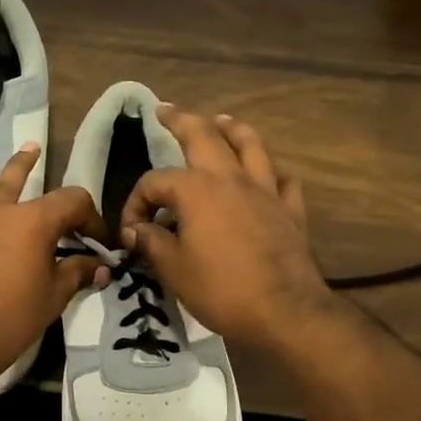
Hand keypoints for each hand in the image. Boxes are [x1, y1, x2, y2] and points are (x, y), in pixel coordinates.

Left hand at [0, 139, 107, 389]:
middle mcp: (1, 209)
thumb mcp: (53, 298)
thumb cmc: (11, 319)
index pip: (73, 202)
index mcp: (35, 221)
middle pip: (34, 187)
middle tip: (71, 207)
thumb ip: (77, 274)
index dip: (92, 219)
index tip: (98, 243)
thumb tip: (100, 266)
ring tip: (28, 150)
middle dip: (57, 194)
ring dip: (14, 171)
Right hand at [122, 107, 336, 354]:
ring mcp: (265, 191)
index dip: (135, 203)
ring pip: (250, 145)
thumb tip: (136, 230)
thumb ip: (151, 242)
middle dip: (181, 120)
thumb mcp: (173, 269)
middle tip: (165, 110)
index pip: (155, 183)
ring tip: (221, 120)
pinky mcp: (289, 210)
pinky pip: (281, 180)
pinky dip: (270, 173)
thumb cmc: (221, 289)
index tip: (131, 233)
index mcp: (197, 190)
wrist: (284, 311)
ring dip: (232, 129)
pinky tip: (266, 176)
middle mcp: (231, 178)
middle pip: (204, 136)